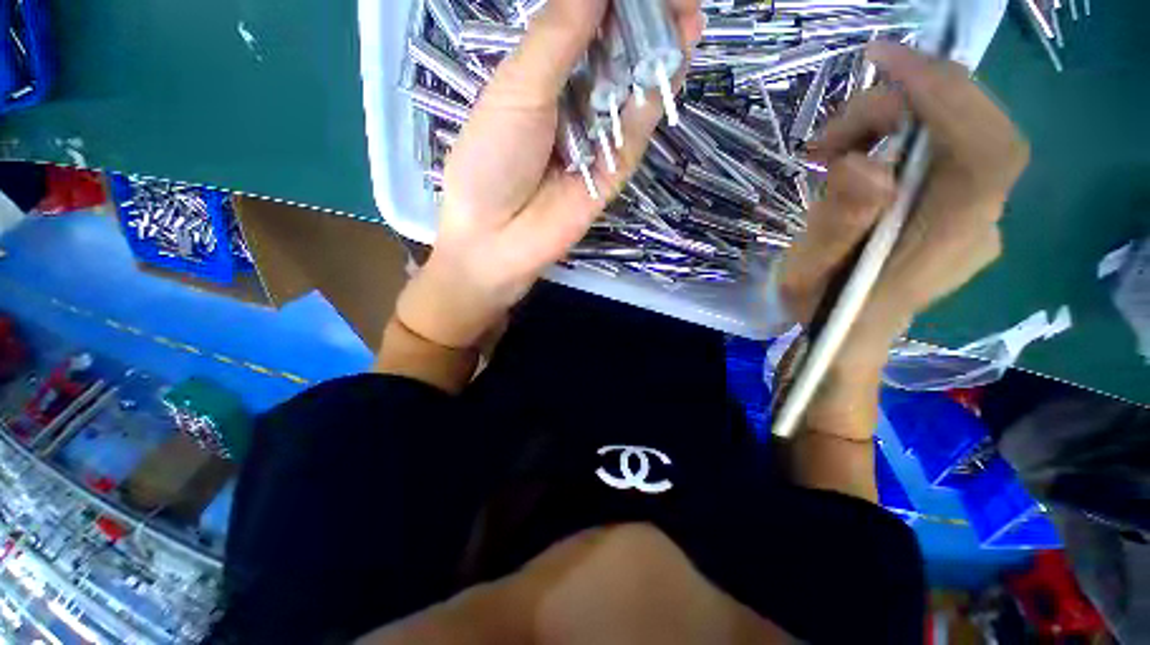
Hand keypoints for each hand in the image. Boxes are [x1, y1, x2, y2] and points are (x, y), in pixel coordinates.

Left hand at [397, 0, 704, 349]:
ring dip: (661, 51)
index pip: (586, 25)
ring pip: (635, 87)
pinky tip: (674, 62)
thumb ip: (556, 38)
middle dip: (647, 21)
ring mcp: (599, 138)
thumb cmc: (492, 162)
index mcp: (544, 77)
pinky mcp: (614, 169)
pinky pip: (637, 128)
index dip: (615, 2)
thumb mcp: (516, 91)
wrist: (498, 237)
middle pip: (618, 53)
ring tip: (688, 17)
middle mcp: (575, 103)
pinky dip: (654, 97)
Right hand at [780, 42, 1029, 370]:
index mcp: (945, 245)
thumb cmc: (823, 312)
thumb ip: (836, 226)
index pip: (984, 150)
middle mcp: (980, 222)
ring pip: (957, 134)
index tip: (884, 62)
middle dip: (899, 108)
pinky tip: (861, 154)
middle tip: (828, 137)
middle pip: (970, 130)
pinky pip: (948, 150)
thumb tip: (867, 164)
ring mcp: (978, 215)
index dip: (945, 94)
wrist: (848, 335)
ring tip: (832, 150)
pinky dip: (904, 134)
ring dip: (893, 123)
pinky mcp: (964, 209)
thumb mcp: (807, 276)